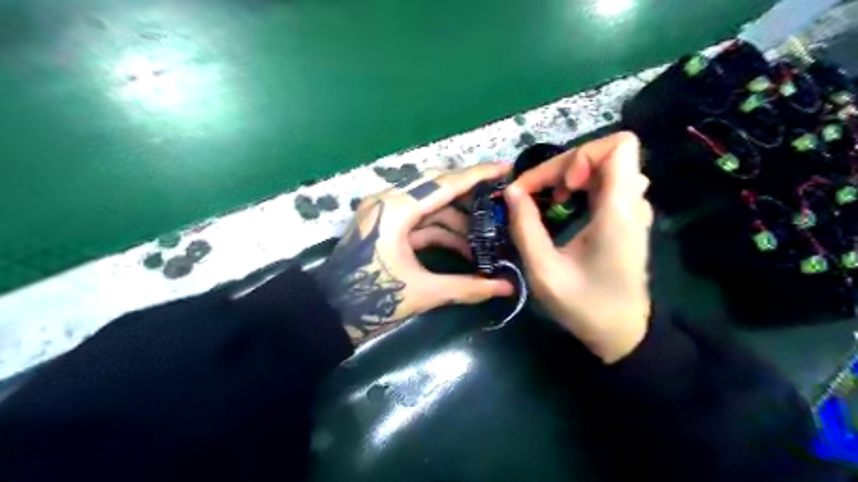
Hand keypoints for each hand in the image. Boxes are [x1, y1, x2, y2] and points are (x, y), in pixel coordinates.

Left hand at [314, 164, 515, 343]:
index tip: (506, 169)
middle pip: (437, 187)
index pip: (444, 184)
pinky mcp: (384, 226)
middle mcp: (389, 201)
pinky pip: (420, 221)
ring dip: (457, 219)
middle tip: (500, 199)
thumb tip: (507, 288)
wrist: (329, 314)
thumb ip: (468, 287)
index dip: (478, 175)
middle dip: (470, 194)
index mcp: (396, 209)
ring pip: (429, 205)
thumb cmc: (371, 300)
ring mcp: (384, 213)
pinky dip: (441, 231)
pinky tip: (464, 247)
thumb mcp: (423, 292)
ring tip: (487, 234)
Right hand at [504, 130, 654, 361]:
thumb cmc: (584, 305)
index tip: (560, 187)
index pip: (619, 146)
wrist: (621, 332)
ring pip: (604, 166)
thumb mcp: (544, 270)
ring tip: (552, 201)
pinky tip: (564, 208)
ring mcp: (632, 209)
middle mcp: (632, 203)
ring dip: (572, 175)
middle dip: (565, 165)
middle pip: (605, 152)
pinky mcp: (626, 218)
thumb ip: (525, 227)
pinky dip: (580, 186)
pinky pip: (605, 183)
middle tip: (539, 193)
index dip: (582, 154)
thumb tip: (511, 191)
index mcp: (619, 211)